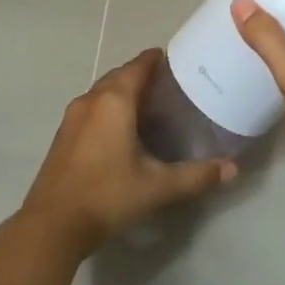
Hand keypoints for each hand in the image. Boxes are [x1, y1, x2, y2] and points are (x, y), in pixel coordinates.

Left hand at [19, 49, 234, 257]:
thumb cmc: (108, 195)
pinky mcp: (63, 134)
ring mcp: (73, 116)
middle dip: (142, 74)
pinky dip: (108, 106)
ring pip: (103, 91)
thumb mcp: (158, 187)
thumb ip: (196, 176)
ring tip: (148, 104)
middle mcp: (91, 99)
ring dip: (123, 90)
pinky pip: (91, 107)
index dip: (157, 60)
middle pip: (120, 75)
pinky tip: (120, 128)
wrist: (52, 224)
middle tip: (169, 86)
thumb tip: (232, 168)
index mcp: (114, 100)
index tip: (176, 62)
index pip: (138, 65)